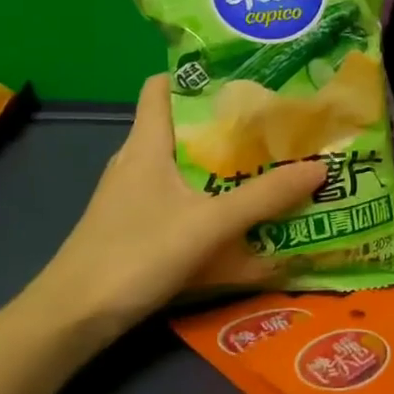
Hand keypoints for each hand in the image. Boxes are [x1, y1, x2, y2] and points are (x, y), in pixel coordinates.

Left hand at [23, 75, 326, 328]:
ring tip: (267, 165)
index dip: (196, 73)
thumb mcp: (208, 224)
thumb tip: (321, 167)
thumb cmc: (135, 254)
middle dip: (226, 125)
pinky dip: (209, 206)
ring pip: (184, 170)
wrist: (72, 320)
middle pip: (182, 128)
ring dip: (221, 168)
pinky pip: (180, 205)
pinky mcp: (135, 230)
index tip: (242, 73)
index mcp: (147, 144)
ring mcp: (133, 199)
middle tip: (273, 122)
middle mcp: (137, 163)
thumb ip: (264, 197)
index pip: (161, 87)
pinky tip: (239, 223)